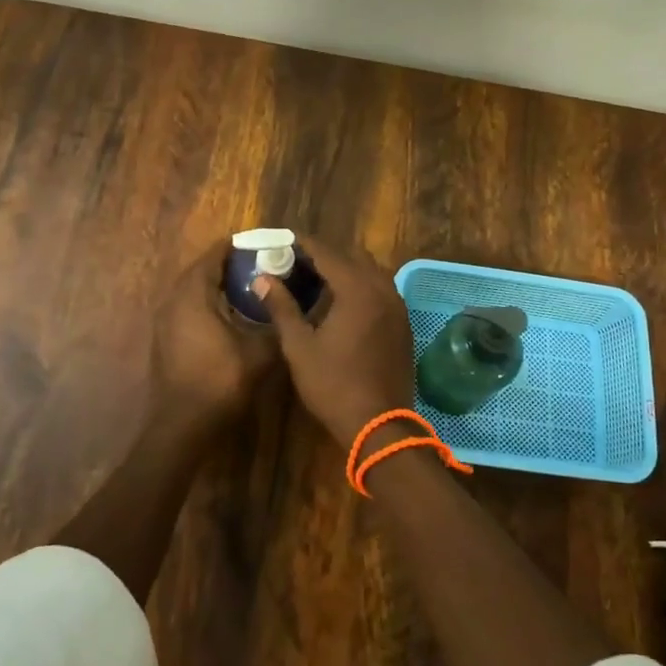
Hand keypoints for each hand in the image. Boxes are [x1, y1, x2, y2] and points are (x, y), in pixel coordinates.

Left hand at [150, 239, 277, 429]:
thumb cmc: (220, 382)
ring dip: (216, 285)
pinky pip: (186, 308)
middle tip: (259, 265)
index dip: (237, 247)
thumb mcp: (259, 353)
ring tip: (247, 287)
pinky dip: (207, 303)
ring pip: (192, 290)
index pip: (213, 256)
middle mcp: (173, 301)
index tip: (262, 245)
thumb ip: (276, 324)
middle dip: (228, 265)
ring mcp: (164, 321)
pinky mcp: (165, 339)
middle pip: (201, 270)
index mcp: (193, 295)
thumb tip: (292, 307)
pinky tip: (229, 315)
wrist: (182, 425)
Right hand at [254, 237, 416, 447]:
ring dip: (346, 270)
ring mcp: (397, 306)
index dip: (303, 244)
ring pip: (371, 272)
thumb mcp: (299, 347)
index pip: (327, 253)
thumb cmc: (334, 385)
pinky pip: (381, 290)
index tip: (282, 240)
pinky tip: (342, 303)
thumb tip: (262, 278)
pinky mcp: (403, 323)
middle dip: (325, 255)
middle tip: (296, 262)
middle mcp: (382, 289)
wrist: (380, 425)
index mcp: (357, 289)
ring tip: (317, 281)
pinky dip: (362, 286)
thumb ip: (282, 308)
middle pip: (352, 257)